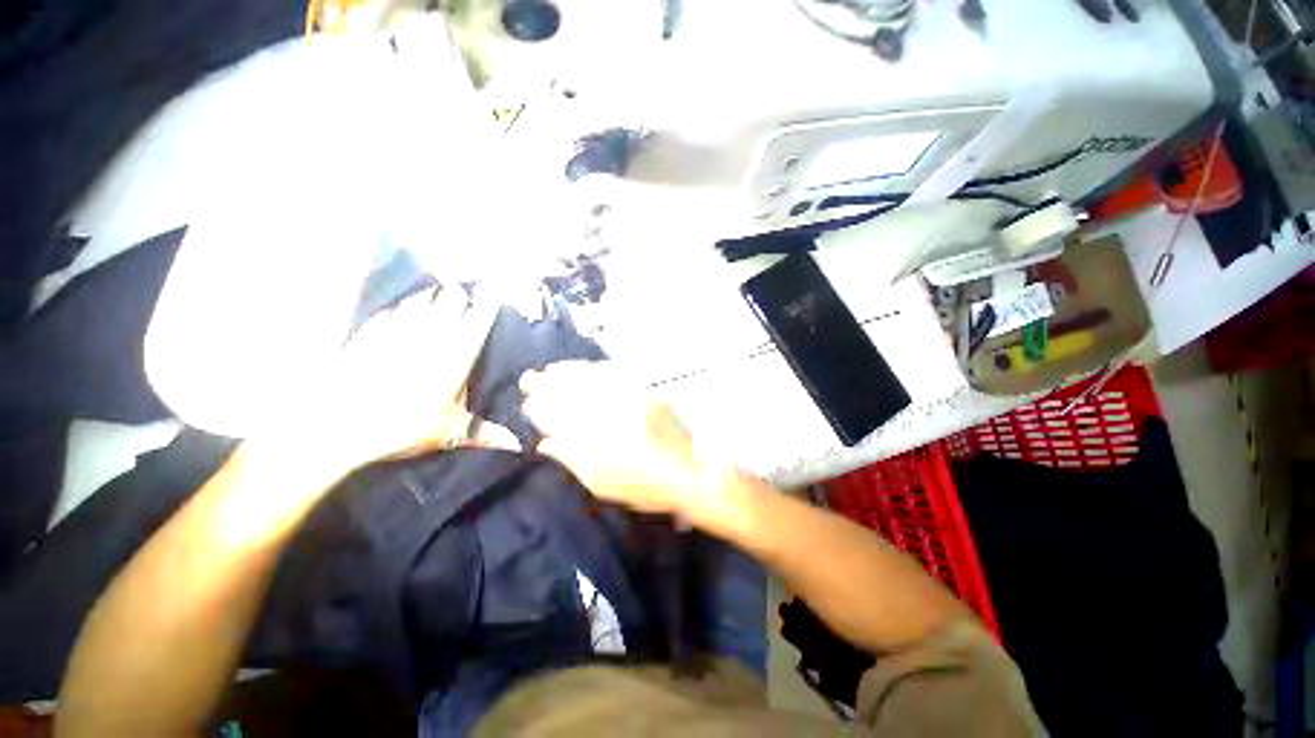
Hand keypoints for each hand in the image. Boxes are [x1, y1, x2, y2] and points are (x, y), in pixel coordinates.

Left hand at [251, 287, 515, 478]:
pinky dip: (396, 311)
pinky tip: (397, 310)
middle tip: (460, 291)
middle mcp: (428, 339)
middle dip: (456, 298)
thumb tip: (517, 445)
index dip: (485, 310)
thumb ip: (485, 434)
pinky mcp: (367, 337)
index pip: (476, 325)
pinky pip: (387, 315)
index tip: (491, 298)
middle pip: (447, 306)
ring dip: (428, 298)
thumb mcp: (450, 433)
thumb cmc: (404, 427)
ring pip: (417, 305)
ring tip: (435, 291)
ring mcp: (395, 334)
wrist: (339, 425)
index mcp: (454, 358)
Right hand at [520, 362, 733, 520]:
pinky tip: (584, 369)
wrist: (690, 472)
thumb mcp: (603, 483)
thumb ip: (571, 460)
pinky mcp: (645, 393)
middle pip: (573, 393)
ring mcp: (630, 401)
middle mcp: (611, 415)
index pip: (560, 417)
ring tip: (550, 370)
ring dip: (567, 373)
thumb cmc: (645, 487)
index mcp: (597, 439)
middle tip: (529, 379)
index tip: (527, 402)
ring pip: (592, 381)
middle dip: (547, 385)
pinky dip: (594, 370)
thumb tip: (544, 443)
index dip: (541, 407)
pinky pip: (614, 376)